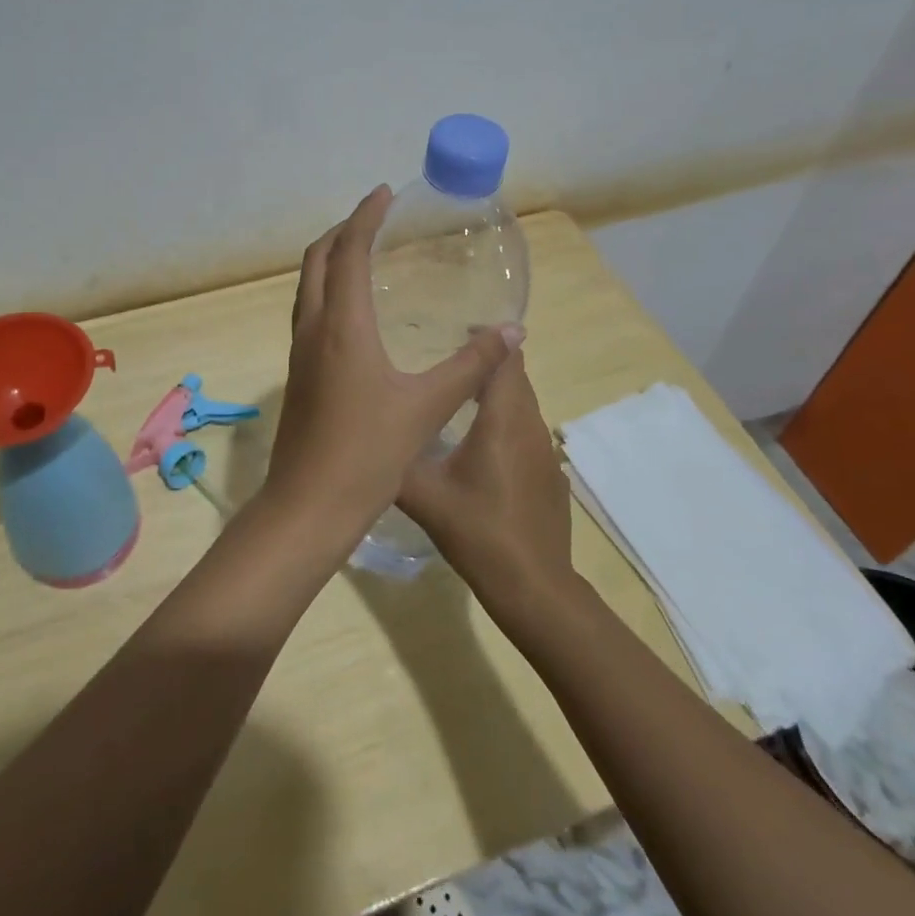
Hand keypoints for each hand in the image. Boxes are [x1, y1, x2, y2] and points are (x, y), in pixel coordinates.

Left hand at [263, 186, 520, 552]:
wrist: (309, 504)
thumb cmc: (368, 452)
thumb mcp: (428, 406)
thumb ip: (471, 366)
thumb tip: (511, 332)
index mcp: (342, 325)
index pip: (348, 251)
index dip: (365, 217)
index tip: (384, 194)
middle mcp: (312, 328)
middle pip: (317, 260)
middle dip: (342, 231)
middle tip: (374, 218)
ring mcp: (298, 351)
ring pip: (307, 286)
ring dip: (330, 260)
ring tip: (363, 253)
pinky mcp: (297, 374)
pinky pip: (308, 311)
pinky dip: (327, 290)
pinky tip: (353, 312)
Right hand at [398, 352, 574, 615]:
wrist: (534, 586)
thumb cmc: (479, 532)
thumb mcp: (424, 496)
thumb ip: (395, 461)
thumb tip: (366, 437)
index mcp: (502, 419)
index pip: (505, 358)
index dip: (486, 338)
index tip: (453, 329)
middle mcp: (529, 425)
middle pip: (515, 376)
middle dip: (485, 361)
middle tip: (444, 359)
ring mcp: (544, 451)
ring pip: (521, 404)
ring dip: (494, 392)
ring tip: (454, 396)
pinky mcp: (549, 473)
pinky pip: (525, 431)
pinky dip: (504, 422)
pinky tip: (478, 445)